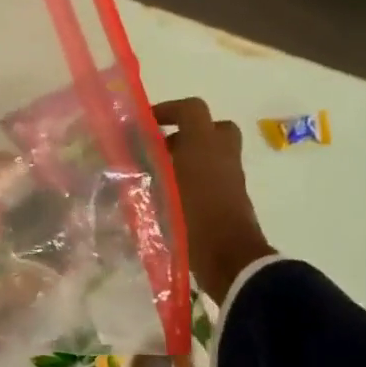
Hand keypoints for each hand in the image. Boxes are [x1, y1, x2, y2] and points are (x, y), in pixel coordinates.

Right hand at [151, 98, 273, 303]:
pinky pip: (215, 173)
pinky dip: (198, 176)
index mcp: (203, 145)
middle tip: (162, 149)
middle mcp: (222, 153)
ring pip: (213, 152)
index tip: (146, 123)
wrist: (229, 257)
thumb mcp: (160, 191)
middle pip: (210, 128)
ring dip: (191, 156)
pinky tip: (174, 196)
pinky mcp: (234, 195)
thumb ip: (146, 166)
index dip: (168, 109)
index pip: (191, 109)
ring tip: (163, 175)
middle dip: (186, 133)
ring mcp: (232, 175)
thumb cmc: (192, 219)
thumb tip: (131, 149)